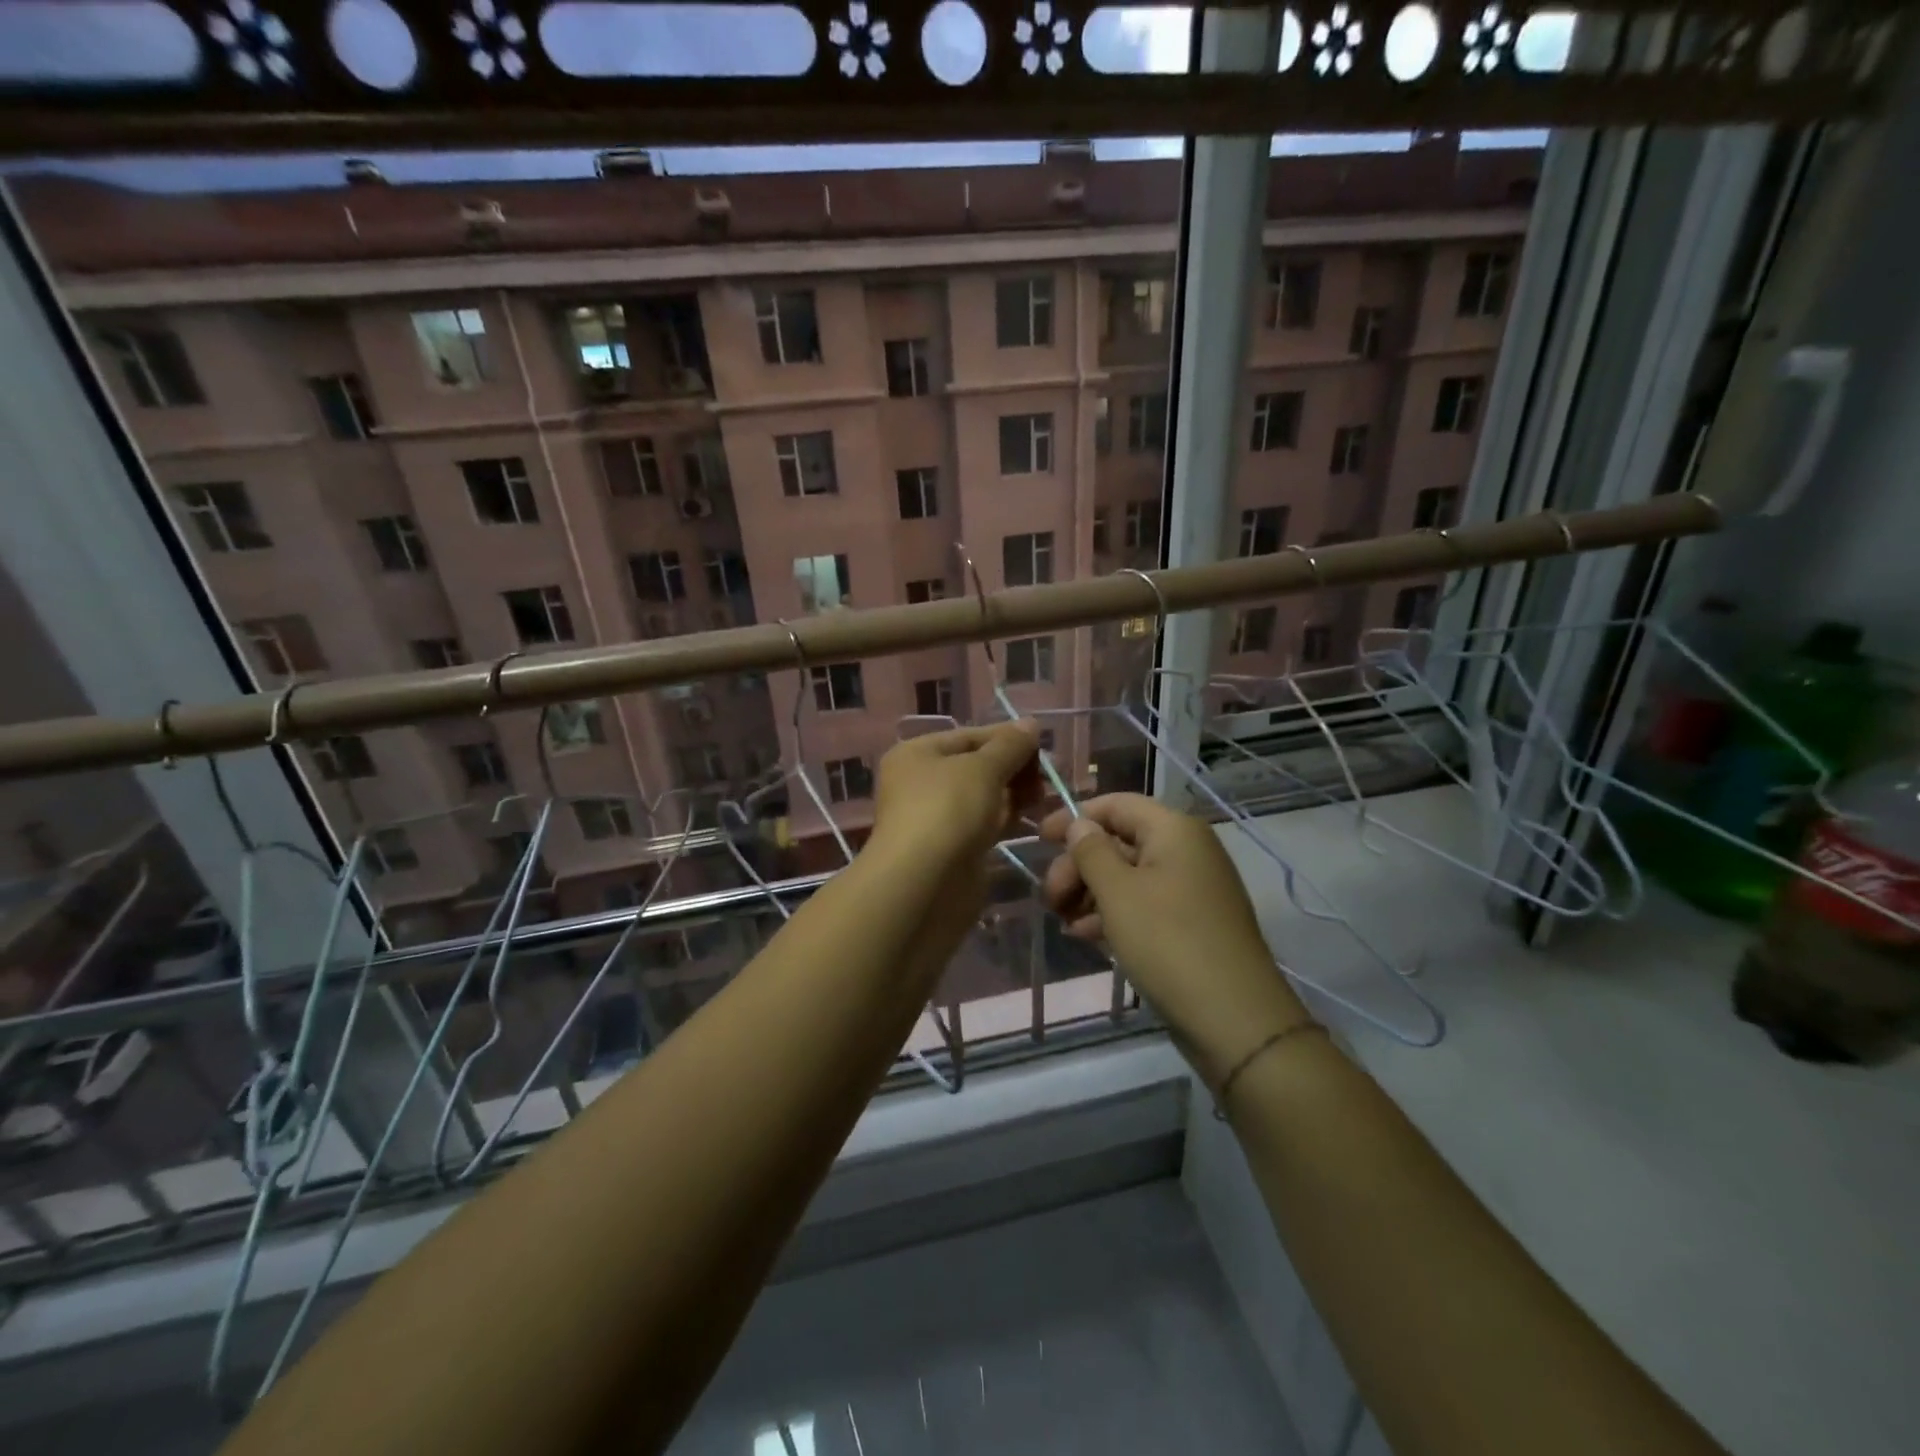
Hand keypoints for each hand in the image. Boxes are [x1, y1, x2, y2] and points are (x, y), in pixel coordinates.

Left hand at [870, 722, 1042, 866]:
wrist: (924, 883)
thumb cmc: (948, 810)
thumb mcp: (982, 768)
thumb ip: (1010, 746)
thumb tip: (1030, 724)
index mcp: (916, 754)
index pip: (968, 736)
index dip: (1006, 738)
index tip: (1043, 745)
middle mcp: (920, 782)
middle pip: (976, 766)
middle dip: (1013, 768)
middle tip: (1048, 775)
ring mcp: (935, 818)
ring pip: (982, 797)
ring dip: (1013, 794)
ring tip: (1044, 796)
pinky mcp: (951, 849)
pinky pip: (983, 825)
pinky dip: (1006, 819)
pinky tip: (1032, 818)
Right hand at [1040, 794, 1310, 1083]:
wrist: (1234, 1018)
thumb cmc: (1168, 942)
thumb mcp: (1117, 893)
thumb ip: (1092, 851)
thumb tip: (1081, 825)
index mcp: (1174, 830)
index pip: (1116, 804)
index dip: (1075, 817)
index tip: (1039, 840)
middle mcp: (1187, 850)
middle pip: (1120, 841)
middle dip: (1079, 865)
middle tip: (1050, 898)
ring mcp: (1193, 888)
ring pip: (1129, 875)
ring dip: (1091, 893)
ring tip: (1064, 922)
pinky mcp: (1193, 922)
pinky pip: (1145, 903)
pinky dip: (1114, 913)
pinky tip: (1086, 936)